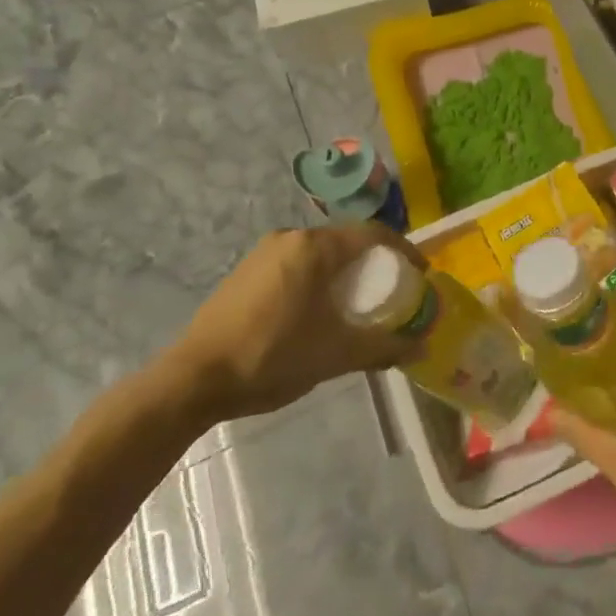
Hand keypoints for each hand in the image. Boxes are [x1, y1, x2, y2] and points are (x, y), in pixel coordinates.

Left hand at [159, 223, 423, 425]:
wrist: (192, 380)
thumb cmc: (272, 356)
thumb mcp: (336, 354)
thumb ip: (383, 347)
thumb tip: (423, 347)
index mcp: (315, 247)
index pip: (373, 234)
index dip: (404, 251)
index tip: (420, 274)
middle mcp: (291, 237)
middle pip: (346, 240)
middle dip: (374, 262)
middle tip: (391, 290)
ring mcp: (264, 252)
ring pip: (320, 252)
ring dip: (344, 271)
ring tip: (357, 302)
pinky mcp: (246, 271)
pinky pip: (296, 263)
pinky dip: (318, 277)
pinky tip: (317, 309)